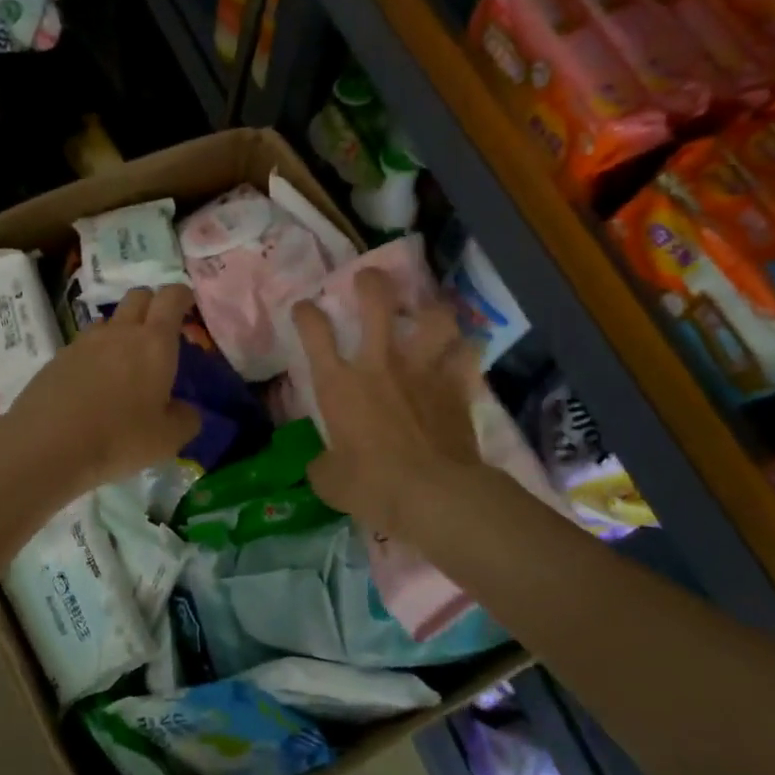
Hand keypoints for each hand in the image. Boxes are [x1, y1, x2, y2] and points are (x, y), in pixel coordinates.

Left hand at [0, 283, 201, 497]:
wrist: (46, 445)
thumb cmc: (119, 439)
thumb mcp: (167, 440)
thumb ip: (185, 419)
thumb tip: (185, 410)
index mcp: (154, 343)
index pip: (171, 297)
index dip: (182, 296)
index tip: (189, 306)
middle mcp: (119, 332)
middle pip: (138, 297)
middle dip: (153, 305)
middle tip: (160, 332)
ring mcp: (84, 343)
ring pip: (109, 321)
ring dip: (122, 331)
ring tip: (125, 364)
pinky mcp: (57, 359)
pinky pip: (84, 346)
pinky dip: (95, 356)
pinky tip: (94, 386)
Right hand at [293, 269, 481, 534]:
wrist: (433, 496)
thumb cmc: (373, 487)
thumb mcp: (330, 482)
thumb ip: (323, 465)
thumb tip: (322, 464)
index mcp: (340, 384)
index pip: (315, 331)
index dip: (307, 313)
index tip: (306, 308)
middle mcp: (380, 364)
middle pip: (376, 302)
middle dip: (371, 283)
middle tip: (369, 279)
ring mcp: (422, 370)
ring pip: (433, 318)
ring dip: (431, 310)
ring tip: (428, 312)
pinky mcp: (457, 385)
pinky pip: (468, 355)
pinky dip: (466, 350)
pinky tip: (464, 351)